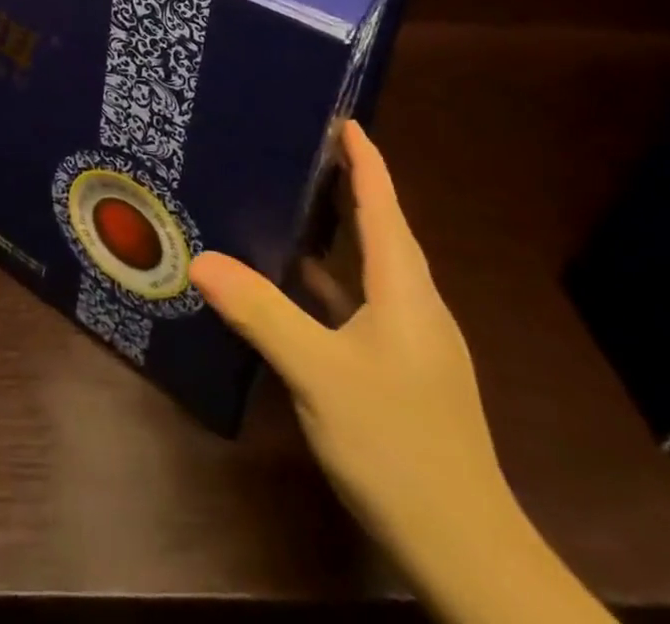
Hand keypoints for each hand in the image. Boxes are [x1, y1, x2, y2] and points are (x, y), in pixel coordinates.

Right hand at [190, 120, 505, 551]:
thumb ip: (262, 313)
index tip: (341, 116)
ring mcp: (413, 341)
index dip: (364, 157)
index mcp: (405, 288)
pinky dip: (334, 282)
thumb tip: (202, 259)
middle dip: (349, 184)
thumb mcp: (320, 375)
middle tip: (302, 148)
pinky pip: (365, 303)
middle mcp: (415, 304)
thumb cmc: (398, 445)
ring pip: (373, 268)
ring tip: (293, 203)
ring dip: (341, 231)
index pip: (384, 203)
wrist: (467, 553)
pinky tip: (300, 288)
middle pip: (382, 228)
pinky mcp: (404, 371)